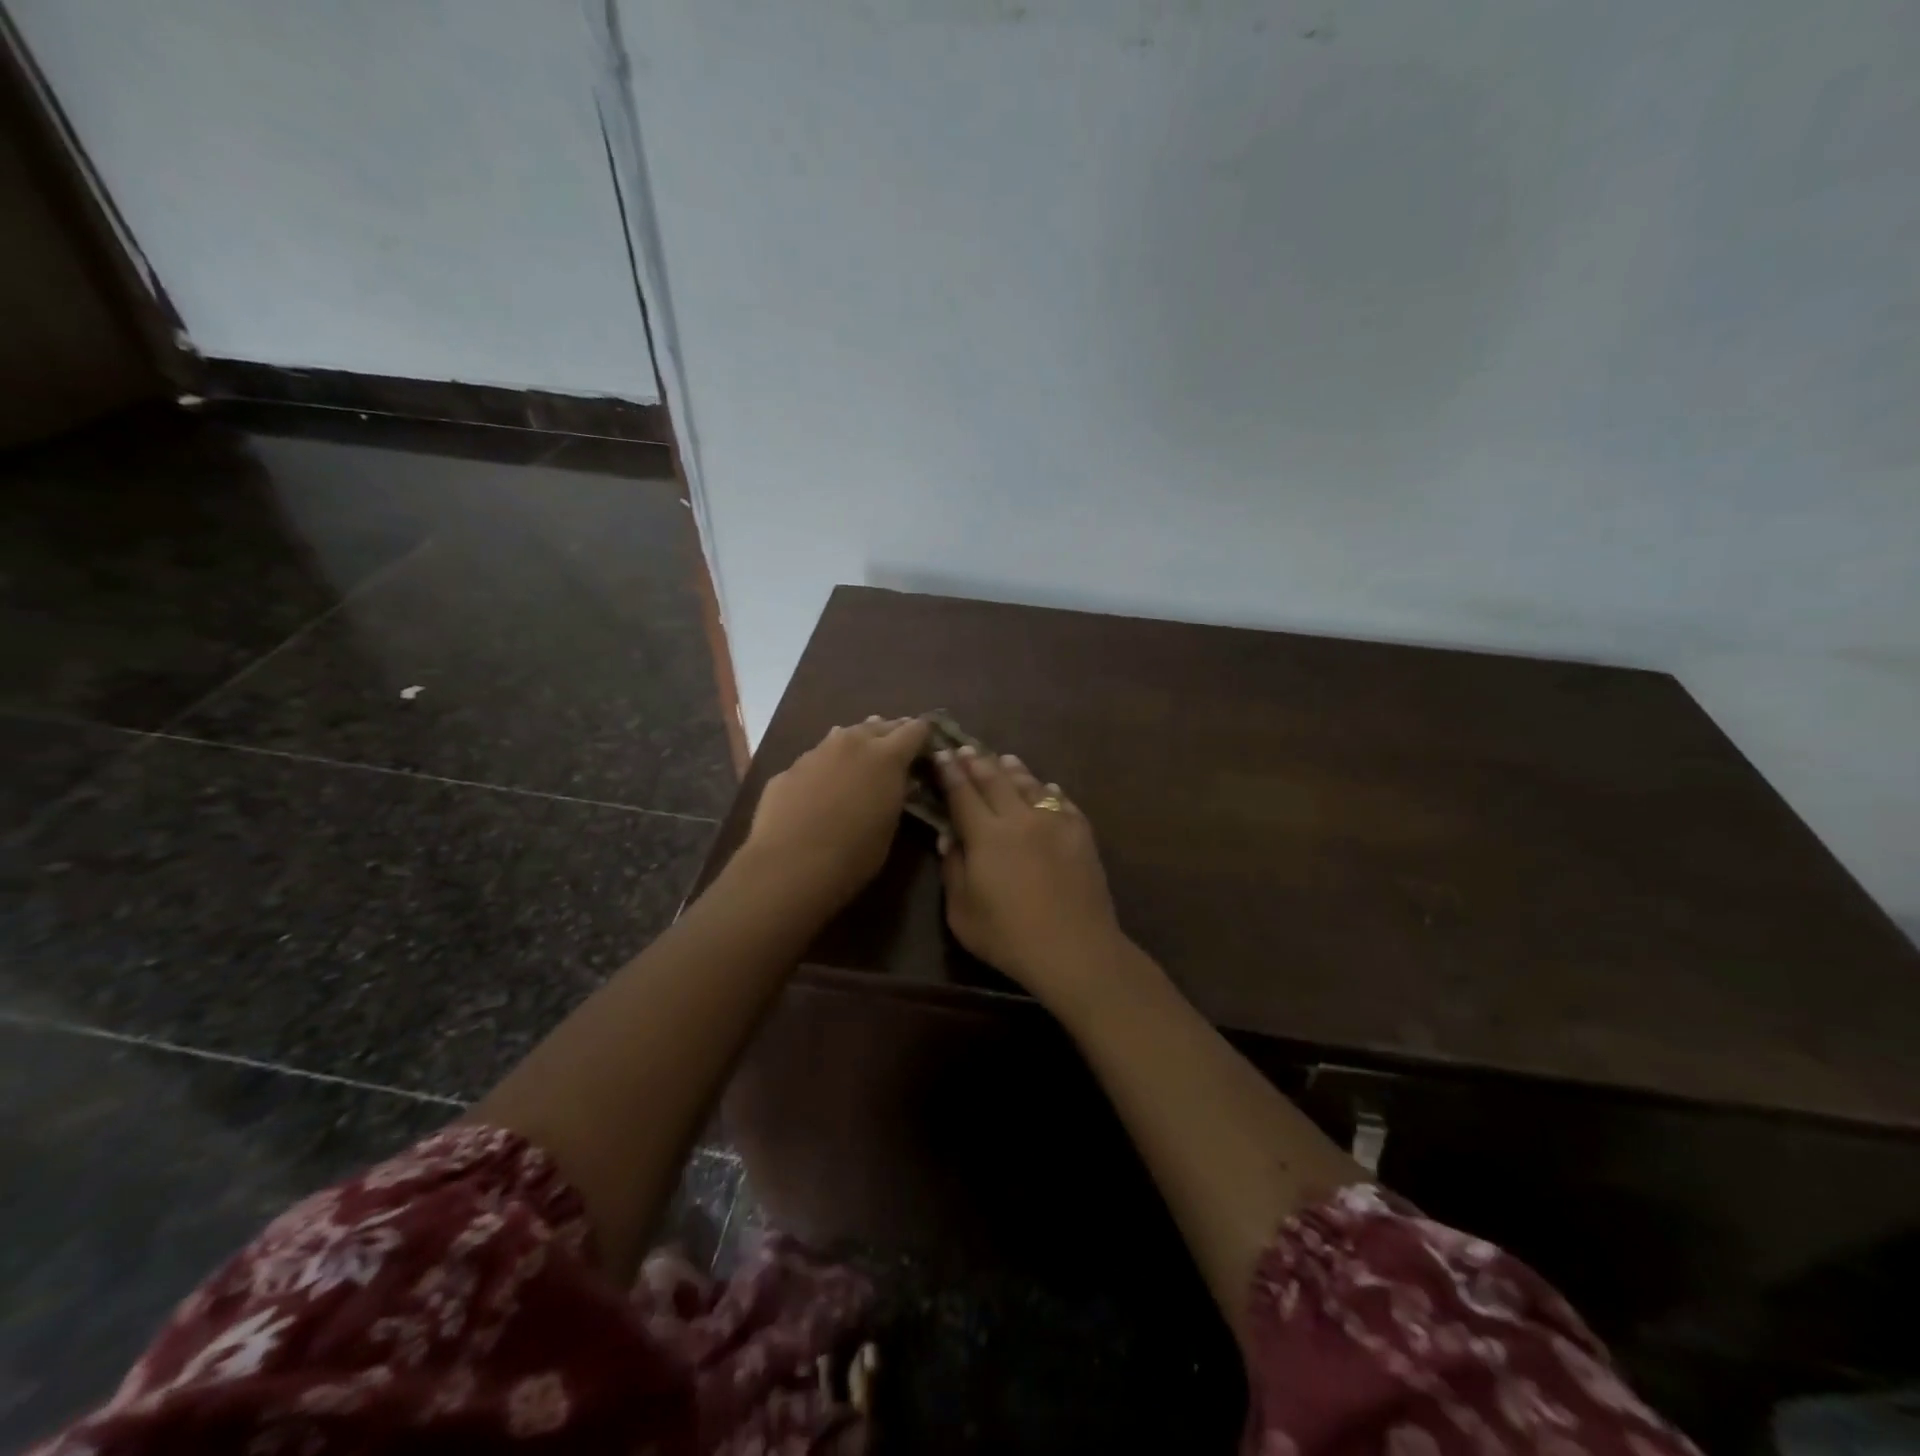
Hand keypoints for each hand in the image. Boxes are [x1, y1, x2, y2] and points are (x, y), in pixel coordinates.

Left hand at [742, 716, 930, 910]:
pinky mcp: (789, 769)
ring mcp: (816, 752)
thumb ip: (896, 795)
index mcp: (887, 756)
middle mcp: (852, 743)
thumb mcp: (889, 826)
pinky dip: (827, 766)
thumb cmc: (853, 855)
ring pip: (844, 735)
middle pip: (879, 726)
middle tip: (898, 750)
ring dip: (857, 744)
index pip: (916, 729)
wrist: (789, 866)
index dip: (924, 737)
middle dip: (891, 735)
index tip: (928, 748)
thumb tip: (898, 781)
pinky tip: (822, 786)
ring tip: (861, 757)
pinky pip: (816, 758)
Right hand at [935, 746, 1126, 1009]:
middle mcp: (1019, 818)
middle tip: (966, 748)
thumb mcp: (962, 912)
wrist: (1075, 948)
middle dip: (977, 762)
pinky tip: (1047, 787)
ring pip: (1030, 785)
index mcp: (986, 835)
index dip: (950, 772)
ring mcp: (1054, 822)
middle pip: (995, 780)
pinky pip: (1061, 802)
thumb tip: (950, 837)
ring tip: (1004, 759)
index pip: (962, 793)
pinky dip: (1048, 791)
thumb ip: (953, 870)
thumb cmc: (1009, 937)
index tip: (942, 753)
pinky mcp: (1081, 833)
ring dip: (1013, 769)